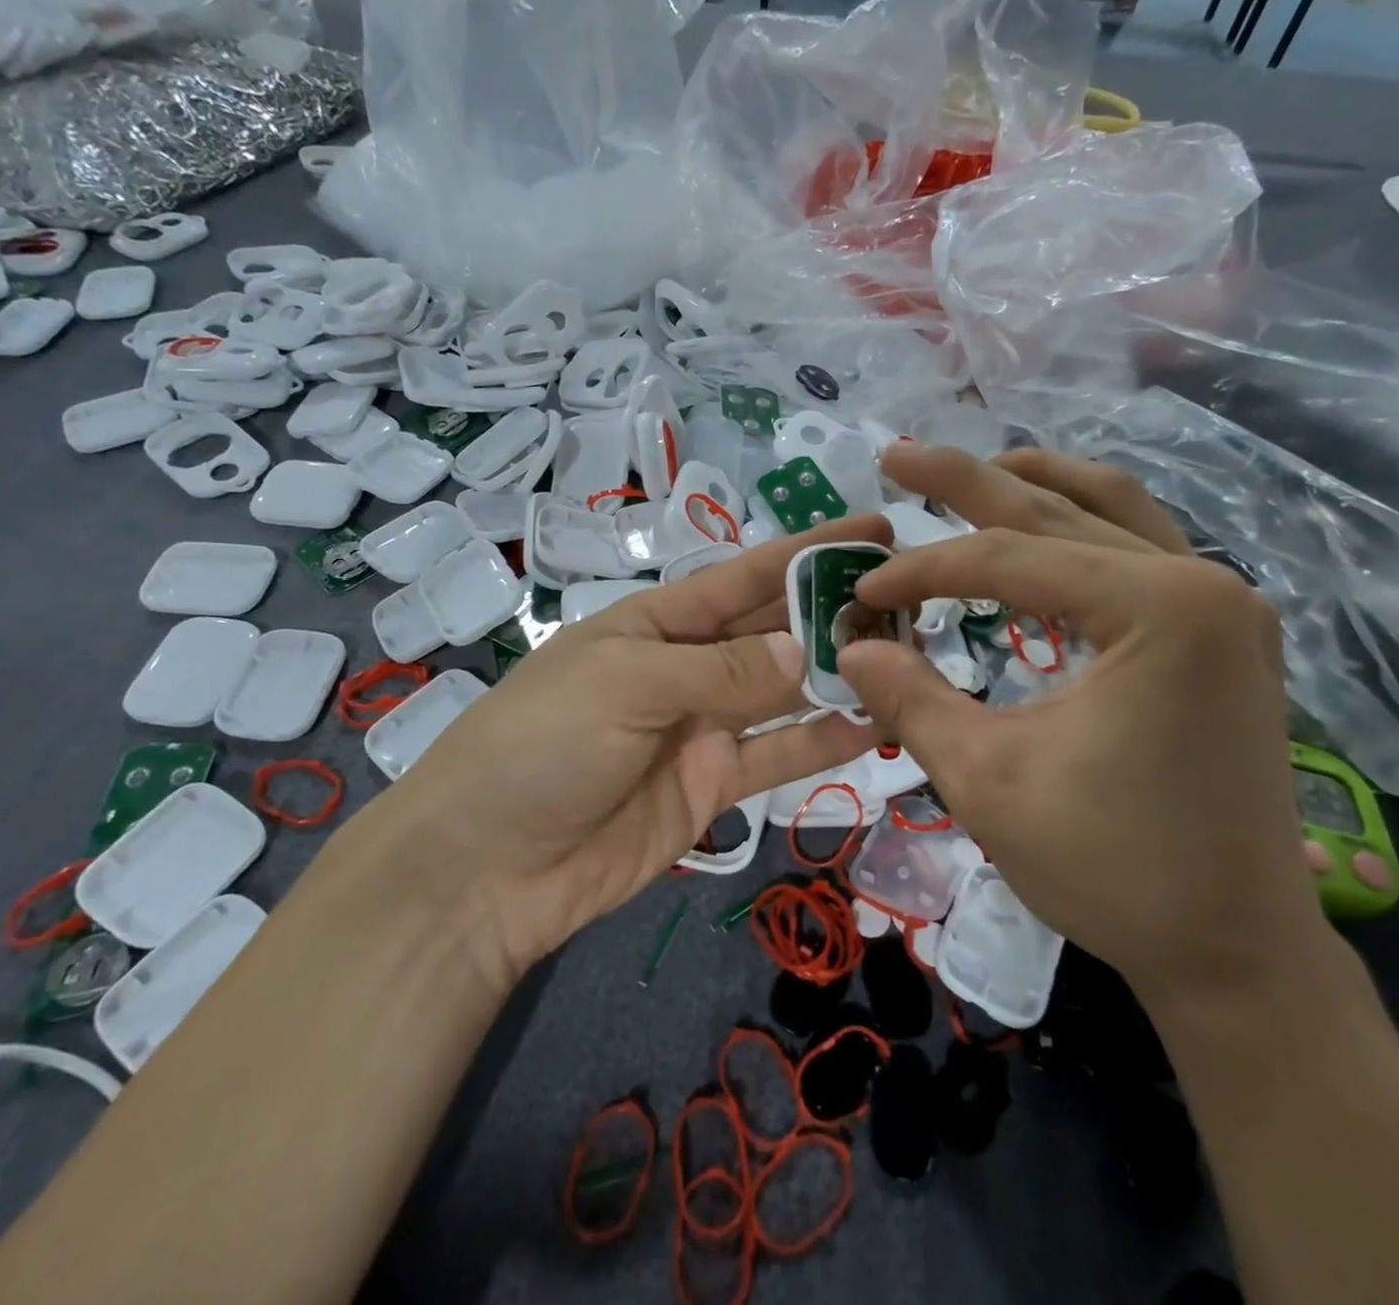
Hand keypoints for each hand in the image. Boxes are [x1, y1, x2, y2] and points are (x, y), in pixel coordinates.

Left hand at [380, 517, 887, 984]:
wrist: (487, 869)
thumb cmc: (543, 745)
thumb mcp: (628, 685)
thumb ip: (722, 670)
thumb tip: (804, 651)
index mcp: (656, 622)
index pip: (744, 576)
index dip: (807, 551)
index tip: (874, 530)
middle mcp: (685, 667)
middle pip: (771, 632)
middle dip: (833, 613)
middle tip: (911, 602)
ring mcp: (701, 729)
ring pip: (784, 694)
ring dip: (838, 676)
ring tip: (908, 660)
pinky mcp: (711, 788)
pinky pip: (776, 756)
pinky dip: (822, 742)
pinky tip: (876, 726)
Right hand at [836, 444, 1327, 1002]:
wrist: (1235, 951)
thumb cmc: (1113, 869)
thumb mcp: (985, 780)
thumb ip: (909, 698)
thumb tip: (852, 645)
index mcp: (1159, 611)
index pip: (1009, 561)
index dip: (922, 572)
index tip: (861, 594)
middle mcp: (1203, 584)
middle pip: (1060, 509)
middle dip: (968, 482)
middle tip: (898, 455)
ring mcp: (1223, 604)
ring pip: (1113, 510)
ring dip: (1033, 487)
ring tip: (972, 474)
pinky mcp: (1222, 634)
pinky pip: (1139, 550)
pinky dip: (1077, 529)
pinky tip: (1038, 534)